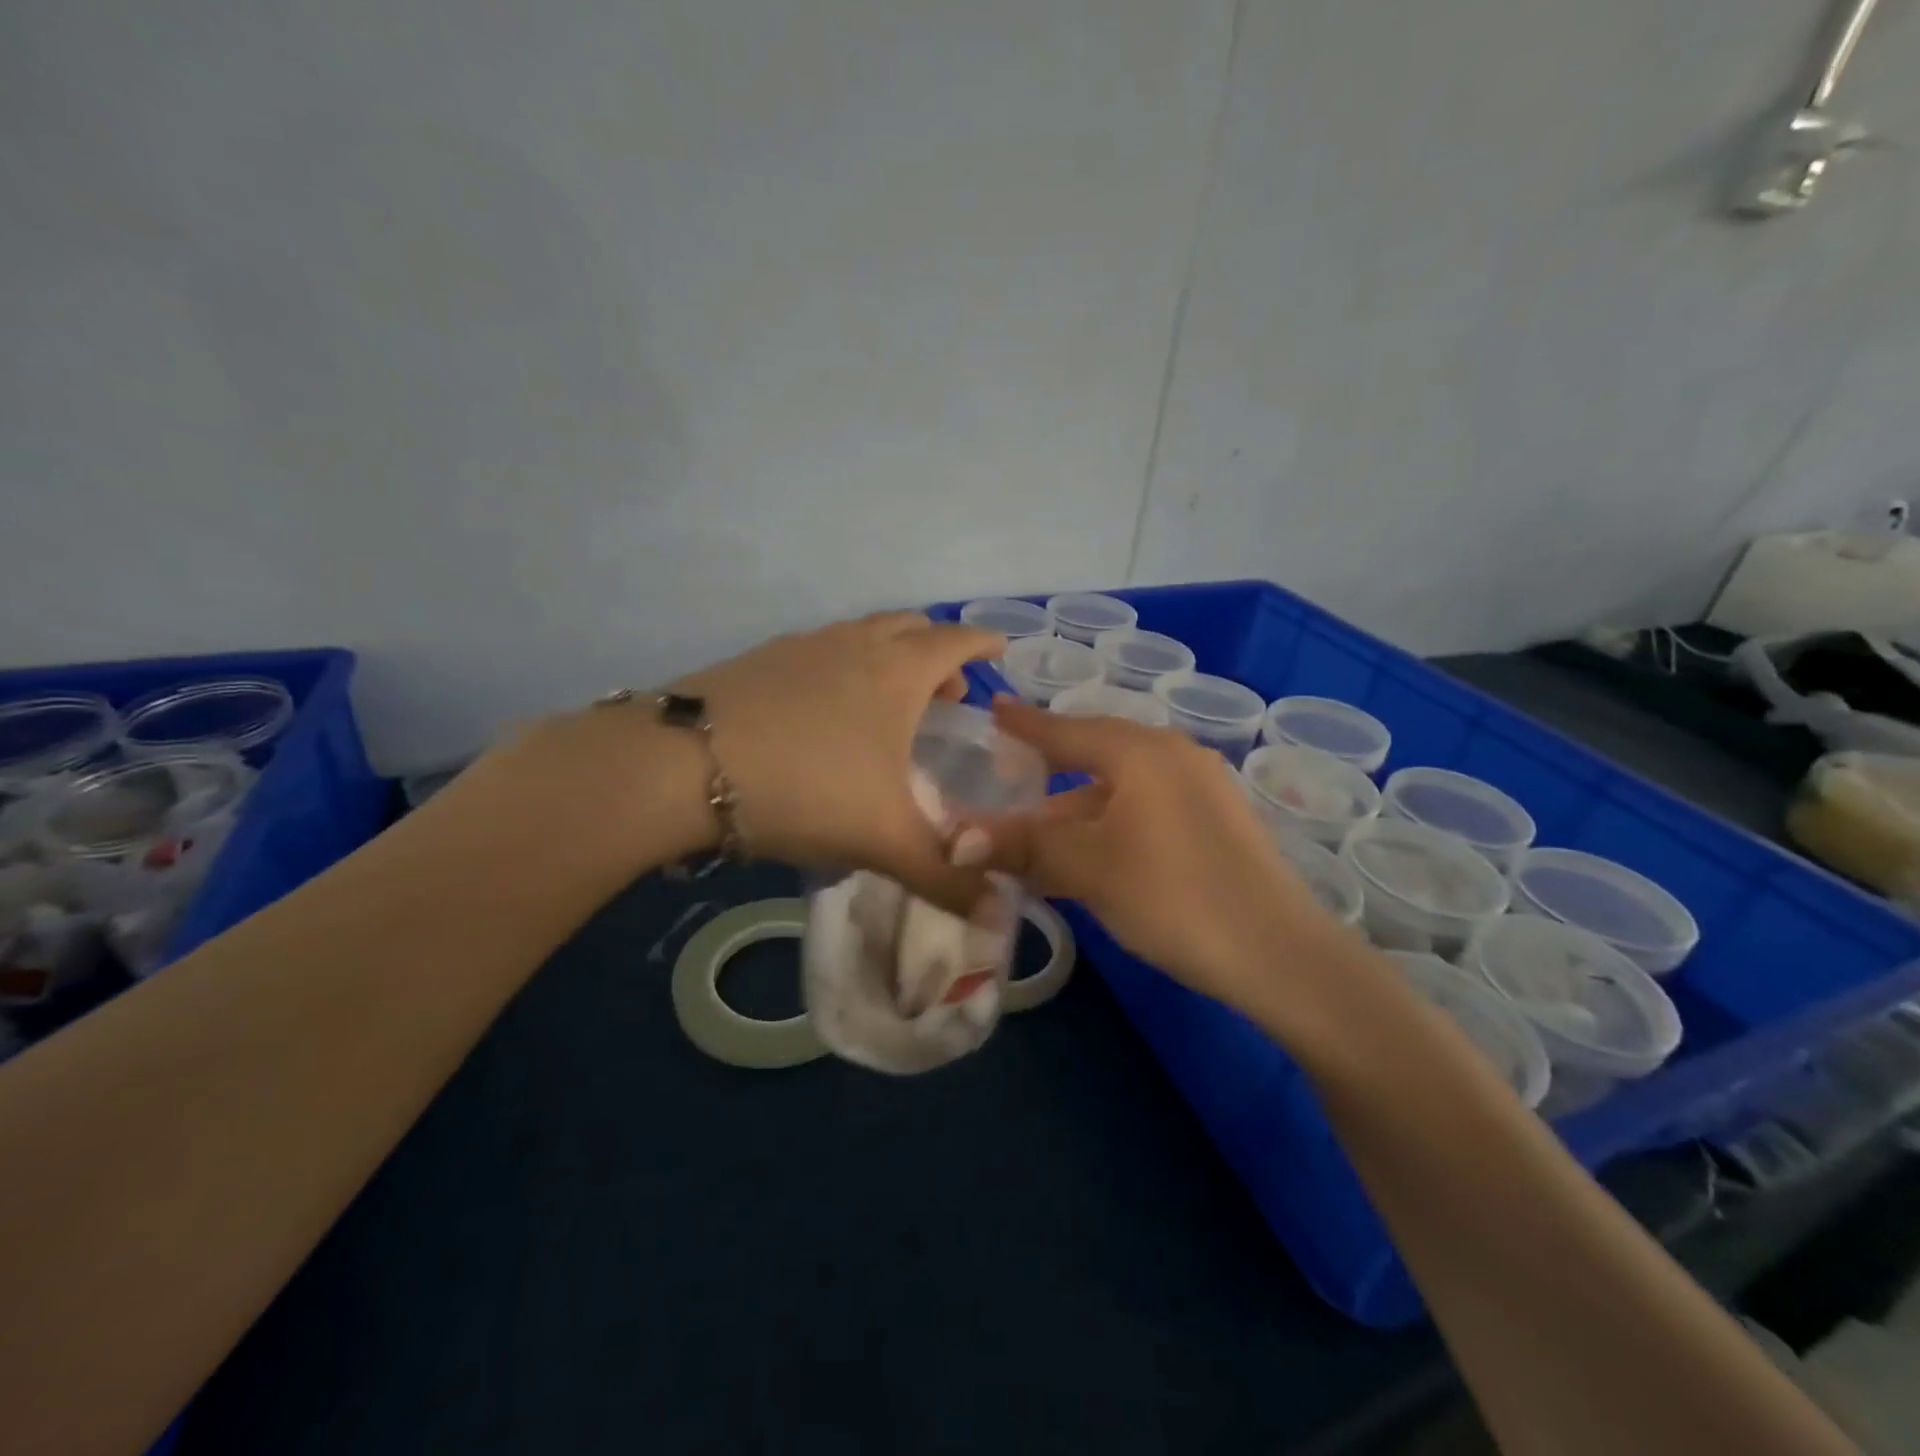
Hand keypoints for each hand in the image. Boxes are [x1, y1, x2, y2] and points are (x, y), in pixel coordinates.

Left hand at [671, 612, 1002, 910]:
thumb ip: (945, 878)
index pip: (954, 641)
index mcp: (897, 673)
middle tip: (948, 692)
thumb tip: (1000, 914)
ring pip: (861, 634)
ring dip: (887, 655)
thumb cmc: (806, 789)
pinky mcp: (759, 659)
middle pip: (908, 627)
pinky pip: (820, 650)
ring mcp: (802, 646)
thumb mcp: (884, 840)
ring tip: (889, 702)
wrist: (681, 767)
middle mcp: (854, 645)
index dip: (982, 642)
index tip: (999, 647)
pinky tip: (825, 711)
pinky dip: (842, 666)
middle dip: (936, 652)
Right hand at [976, 699, 1347, 1015]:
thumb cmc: (1173, 896)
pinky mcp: (1216, 822)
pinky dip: (1109, 823)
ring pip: (1120, 787)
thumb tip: (954, 841)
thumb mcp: (1088, 868)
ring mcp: (1201, 788)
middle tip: (1007, 773)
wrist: (1280, 955)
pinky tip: (1090, 852)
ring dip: (1075, 809)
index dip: (1024, 723)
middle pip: (1094, 754)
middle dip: (1048, 769)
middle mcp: (1174, 756)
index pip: (1066, 729)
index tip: (992, 709)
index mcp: (1141, 752)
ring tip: (1036, 832)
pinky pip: (1145, 808)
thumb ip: (1022, 845)